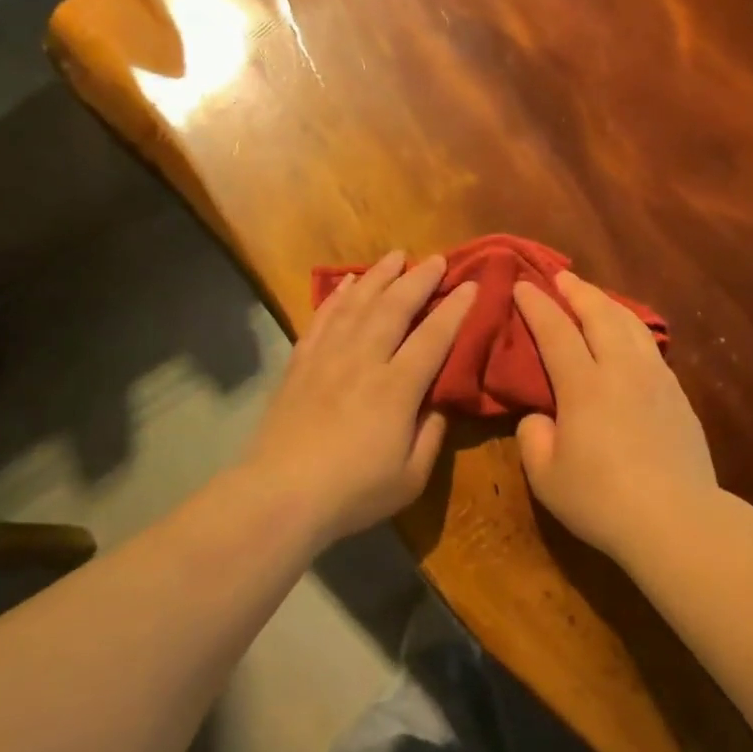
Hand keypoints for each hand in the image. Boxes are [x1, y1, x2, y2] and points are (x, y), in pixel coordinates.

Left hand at [236, 250, 475, 546]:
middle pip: (394, 308)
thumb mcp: (410, 477)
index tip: (471, 284)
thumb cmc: (353, 492)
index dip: (455, 308)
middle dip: (418, 279)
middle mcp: (363, 360)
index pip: (433, 337)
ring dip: (378, 276)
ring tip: (395, 256)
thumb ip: (431, 435)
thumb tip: (439, 404)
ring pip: (357, 304)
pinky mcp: (300, 363)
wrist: (280, 495)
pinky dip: (336, 296)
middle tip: (436, 258)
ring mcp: (328, 357)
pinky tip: (346, 283)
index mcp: (396, 388)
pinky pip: (322, 318)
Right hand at [513, 273, 717, 561]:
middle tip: (560, 276)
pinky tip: (629, 337)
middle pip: (599, 314)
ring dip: (608, 304)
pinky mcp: (678, 396)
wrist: (676, 520)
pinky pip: (650, 347)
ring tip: (594, 297)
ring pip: (631, 325)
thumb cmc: (601, 499)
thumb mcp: (546, 476)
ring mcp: (655, 379)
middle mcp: (621, 370)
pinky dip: (633, 329)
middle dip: (577, 291)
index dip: (537, 306)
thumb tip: (540, 417)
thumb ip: (533, 437)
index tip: (522, 285)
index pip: (556, 331)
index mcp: (583, 385)